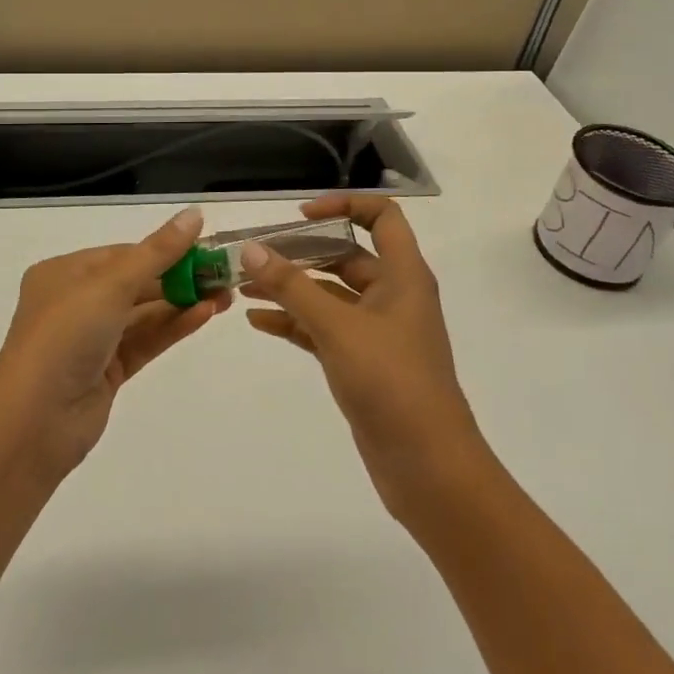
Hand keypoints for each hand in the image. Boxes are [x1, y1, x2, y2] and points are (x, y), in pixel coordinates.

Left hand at [0, 206, 230, 477]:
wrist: (34, 422)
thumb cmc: (65, 336)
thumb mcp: (111, 285)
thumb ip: (157, 252)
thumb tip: (195, 214)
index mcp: (64, 273)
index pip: (122, 254)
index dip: (164, 249)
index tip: (205, 247)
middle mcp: (76, 302)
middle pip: (136, 283)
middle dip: (179, 277)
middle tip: (224, 274)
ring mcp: (92, 339)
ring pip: (143, 313)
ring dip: (182, 302)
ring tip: (226, 295)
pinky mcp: (107, 371)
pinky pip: (145, 340)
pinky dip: (173, 327)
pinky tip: (205, 315)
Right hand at [242, 194, 483, 523]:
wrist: (429, 469)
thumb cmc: (392, 383)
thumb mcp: (337, 327)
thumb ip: (292, 286)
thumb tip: (251, 249)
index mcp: (403, 276)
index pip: (381, 217)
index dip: (343, 205)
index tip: (300, 216)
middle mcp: (393, 295)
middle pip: (345, 255)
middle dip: (300, 253)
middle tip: (254, 255)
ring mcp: (378, 331)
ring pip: (329, 295)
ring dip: (291, 288)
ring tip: (243, 287)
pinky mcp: (363, 362)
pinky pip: (323, 328)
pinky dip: (294, 321)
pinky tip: (258, 322)